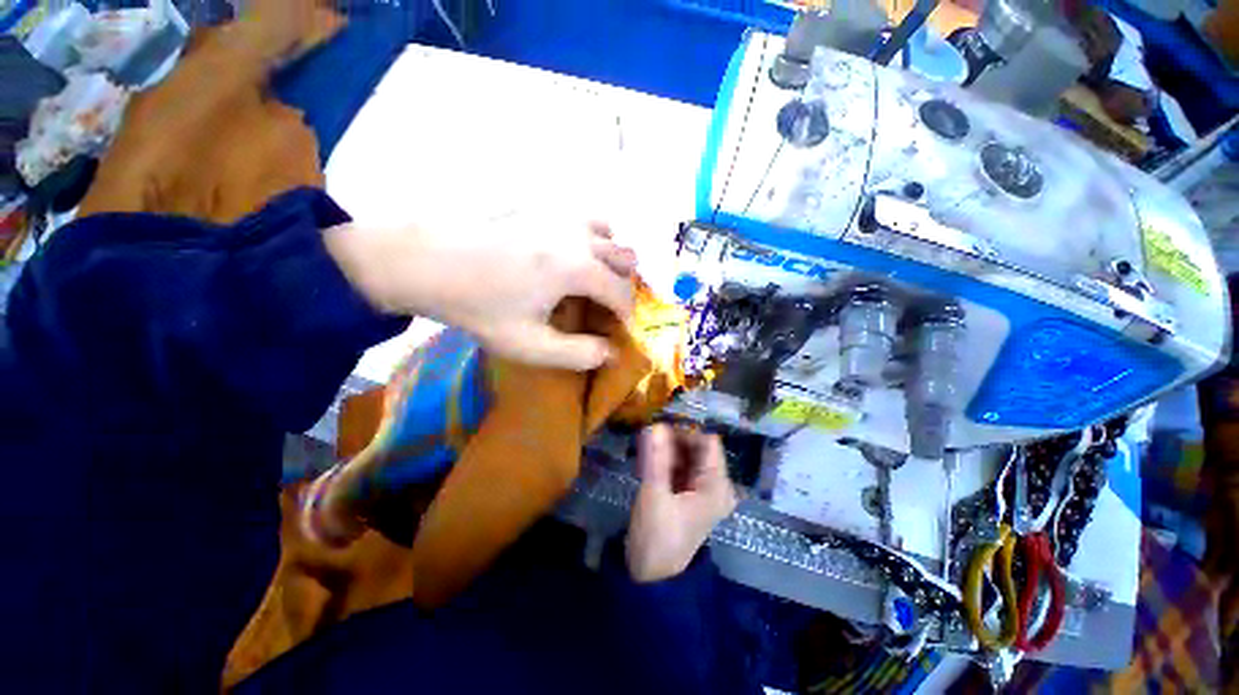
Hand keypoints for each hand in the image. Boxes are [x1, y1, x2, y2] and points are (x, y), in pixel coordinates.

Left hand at [325, 211, 636, 370]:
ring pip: (608, 230)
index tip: (618, 331)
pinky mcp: (541, 204)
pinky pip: (581, 217)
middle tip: (603, 306)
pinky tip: (567, 252)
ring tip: (590, 276)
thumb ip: (576, 354)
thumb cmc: (477, 306)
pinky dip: (589, 236)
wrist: (424, 260)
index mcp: (577, 267)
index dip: (626, 315)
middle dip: (621, 285)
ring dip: (609, 255)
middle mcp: (577, 233)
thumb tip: (611, 355)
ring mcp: (559, 212)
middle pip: (624, 257)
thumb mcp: (527, 344)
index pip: (621, 292)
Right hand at [626, 424, 737, 582]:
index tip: (661, 425)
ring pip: (687, 456)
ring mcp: (703, 490)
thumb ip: (656, 458)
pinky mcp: (689, 494)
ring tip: (646, 449)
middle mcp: (716, 485)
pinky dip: (666, 460)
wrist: (651, 576)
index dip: (686, 429)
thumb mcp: (655, 494)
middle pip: (697, 447)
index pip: (709, 442)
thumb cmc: (657, 537)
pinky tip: (649, 461)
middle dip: (674, 439)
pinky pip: (680, 467)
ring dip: (668, 449)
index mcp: (717, 485)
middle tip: (649, 436)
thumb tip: (655, 425)